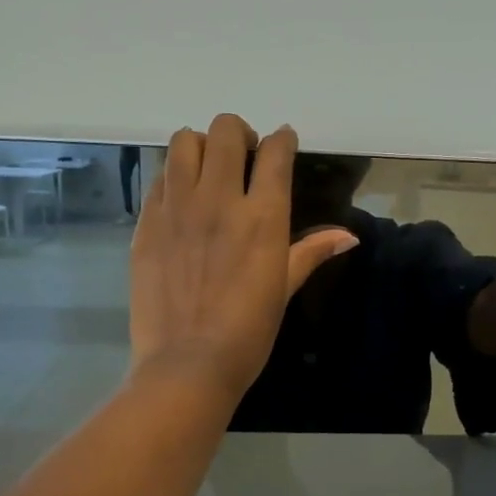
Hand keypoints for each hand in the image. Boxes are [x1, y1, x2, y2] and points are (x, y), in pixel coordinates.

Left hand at [129, 115, 357, 403]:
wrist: (187, 364)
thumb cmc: (247, 332)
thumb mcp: (283, 289)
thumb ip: (311, 252)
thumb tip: (349, 236)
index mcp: (262, 216)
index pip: (274, 152)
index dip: (281, 139)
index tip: (282, 142)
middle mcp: (218, 199)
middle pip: (224, 130)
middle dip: (238, 133)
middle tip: (242, 157)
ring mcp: (176, 208)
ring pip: (183, 142)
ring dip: (200, 147)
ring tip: (206, 171)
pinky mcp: (146, 223)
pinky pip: (158, 178)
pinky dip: (173, 178)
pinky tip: (181, 202)